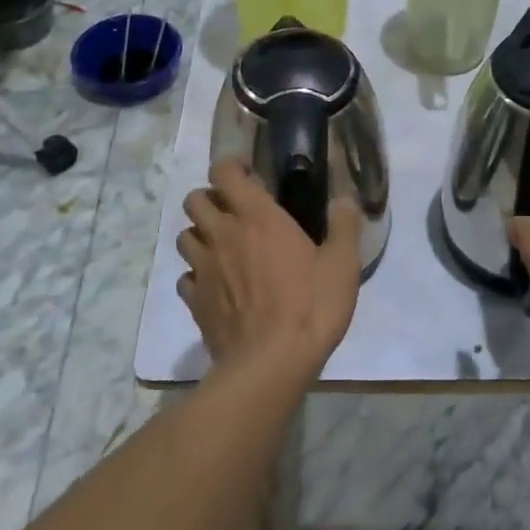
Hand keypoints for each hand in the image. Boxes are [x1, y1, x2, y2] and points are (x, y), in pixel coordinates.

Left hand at [177, 159, 363, 377]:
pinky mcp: (195, 301)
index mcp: (257, 217)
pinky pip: (186, 277)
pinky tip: (216, 286)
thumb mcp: (342, 264)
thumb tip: (345, 200)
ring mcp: (203, 269)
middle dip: (210, 198)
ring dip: (200, 235)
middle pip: (194, 200)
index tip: (248, 174)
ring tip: (222, 247)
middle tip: (233, 211)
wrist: (272, 362)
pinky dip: (197, 275)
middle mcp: (223, 235)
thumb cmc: (311, 305)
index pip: (225, 173)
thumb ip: (344, 226)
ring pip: (185, 236)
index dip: (231, 167)